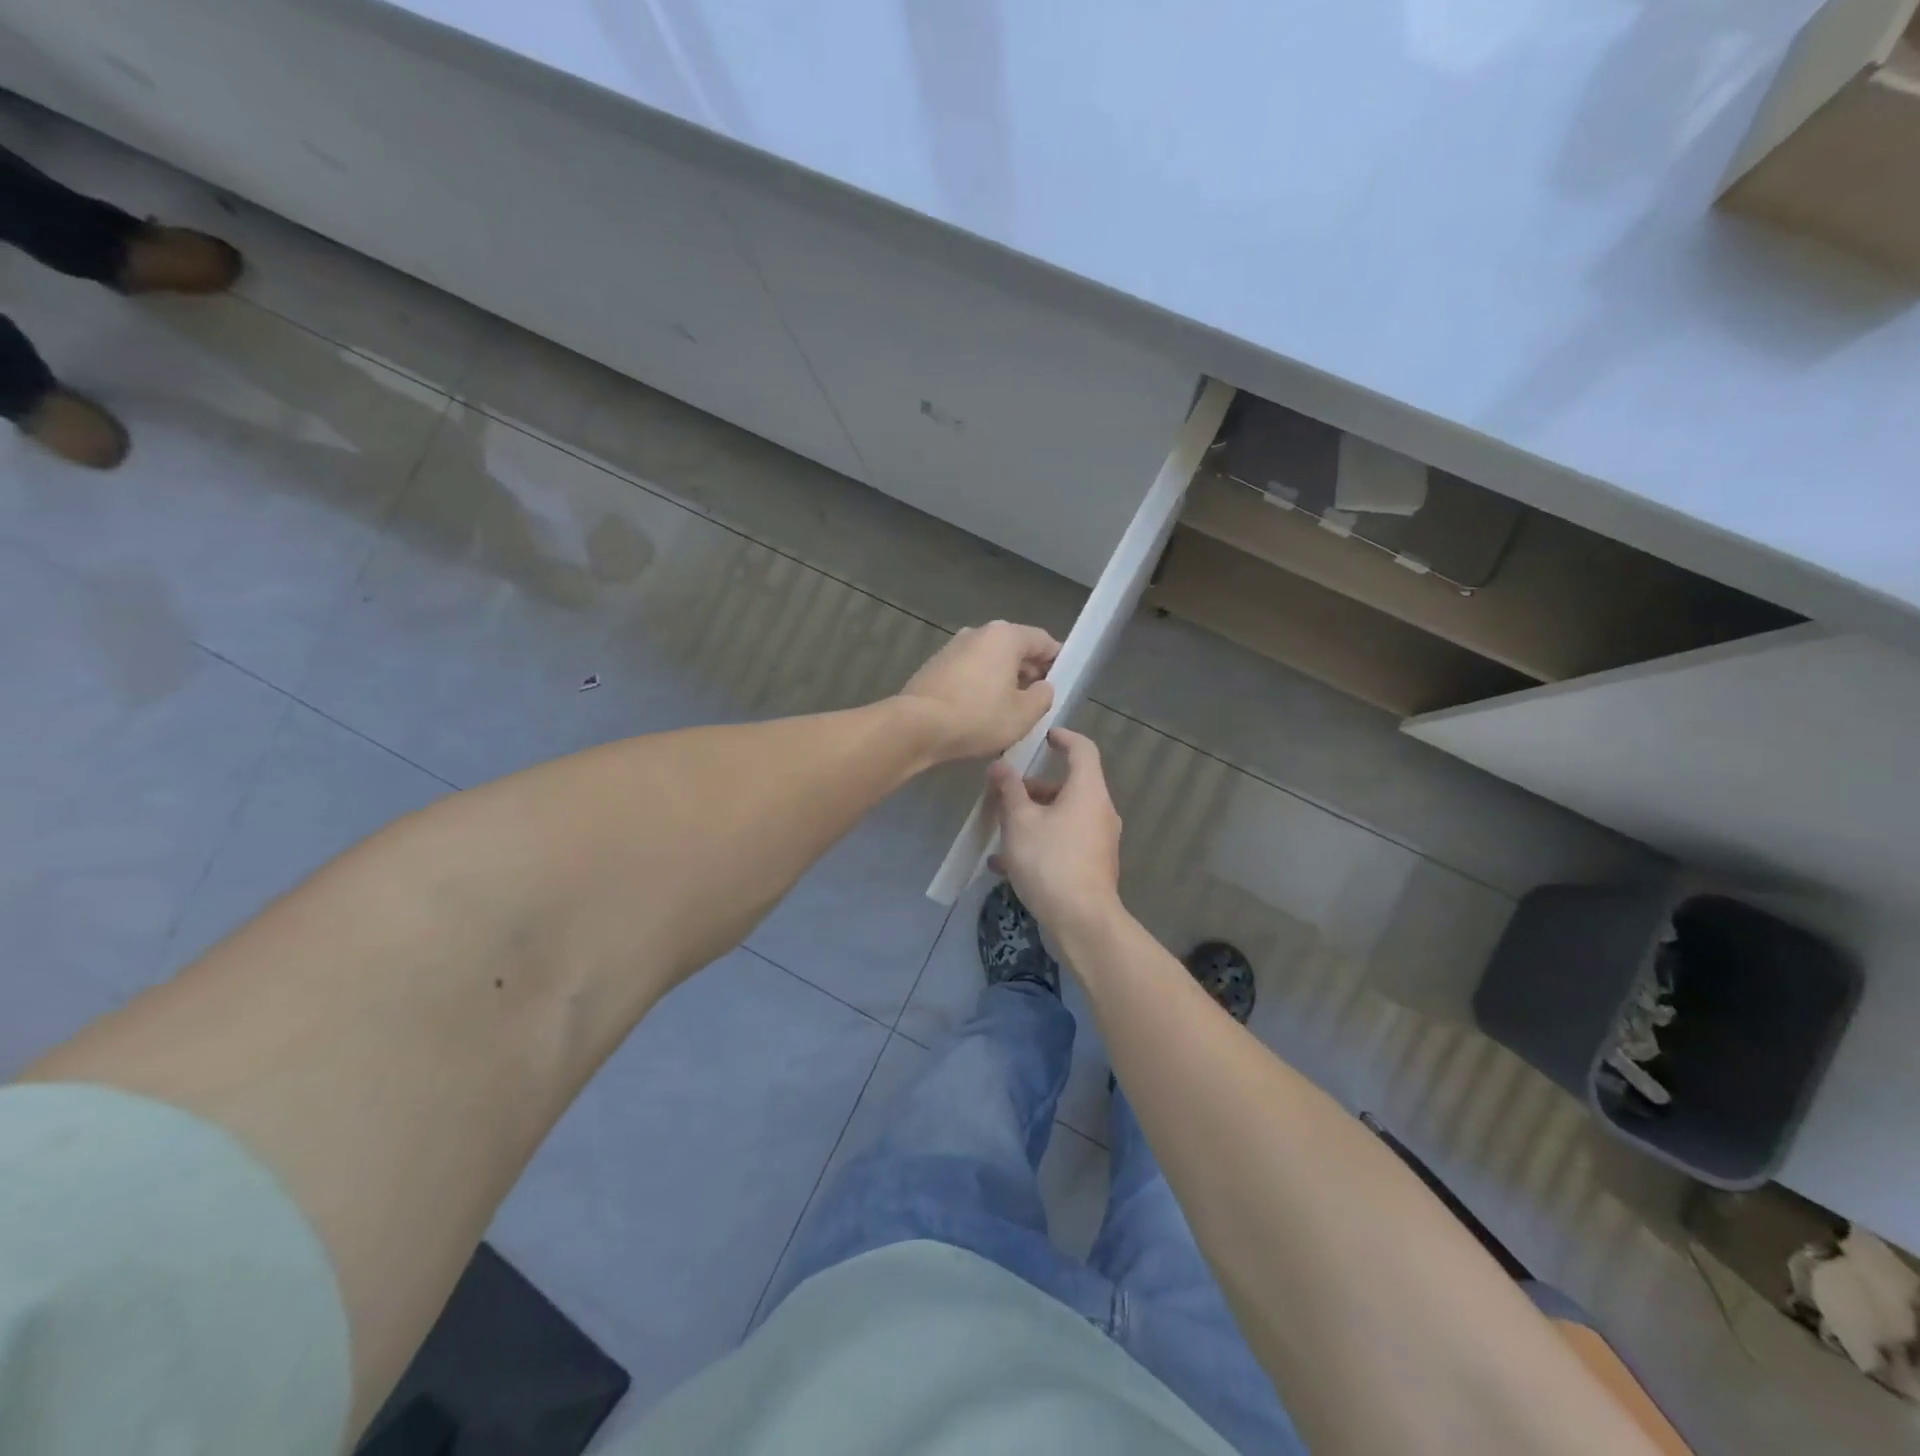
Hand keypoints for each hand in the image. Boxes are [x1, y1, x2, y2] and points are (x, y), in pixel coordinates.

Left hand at [897, 620, 1060, 761]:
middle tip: (1037, 700)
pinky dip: (980, 686)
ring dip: (1003, 680)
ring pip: (990, 661)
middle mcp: (977, 633)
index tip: (1062, 680)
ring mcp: (952, 648)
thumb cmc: (978, 717)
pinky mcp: (935, 666)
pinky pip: (969, 672)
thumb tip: (1043, 687)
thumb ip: (1043, 696)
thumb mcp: (1024, 714)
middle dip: (1029, 672)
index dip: (1057, 660)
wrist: (916, 726)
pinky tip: (982, 712)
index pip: (1042, 641)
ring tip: (1010, 710)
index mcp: (1005, 636)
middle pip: (1014, 648)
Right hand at [987, 728, 1122, 937]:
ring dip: (1033, 817)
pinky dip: (1040, 842)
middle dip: (1034, 787)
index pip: (1083, 749)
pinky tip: (1006, 863)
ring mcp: (1098, 840)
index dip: (1063, 738)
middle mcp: (1099, 811)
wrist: (1081, 920)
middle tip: (1004, 794)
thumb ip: (1008, 790)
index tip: (1043, 737)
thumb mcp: (1019, 821)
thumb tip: (1000, 765)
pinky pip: (1064, 842)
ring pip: (1063, 816)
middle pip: (1069, 786)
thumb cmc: (1049, 861)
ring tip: (1000, 830)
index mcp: (1088, 791)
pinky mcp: (1092, 866)